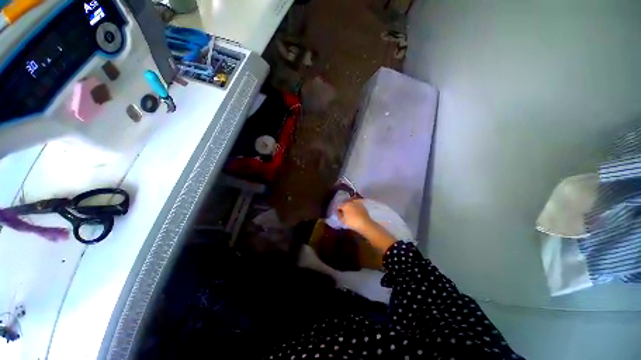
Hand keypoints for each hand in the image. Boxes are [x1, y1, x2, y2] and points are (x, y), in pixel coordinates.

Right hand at [337, 199, 372, 232]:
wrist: (365, 223)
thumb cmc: (353, 222)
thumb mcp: (343, 221)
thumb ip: (340, 216)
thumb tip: (339, 213)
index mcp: (345, 205)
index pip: (339, 206)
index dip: (338, 210)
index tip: (339, 214)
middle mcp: (350, 202)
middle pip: (344, 202)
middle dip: (343, 206)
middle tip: (343, 211)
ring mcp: (357, 202)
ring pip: (350, 202)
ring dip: (349, 205)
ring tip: (349, 210)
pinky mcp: (362, 204)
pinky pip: (356, 203)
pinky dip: (354, 205)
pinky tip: (355, 210)